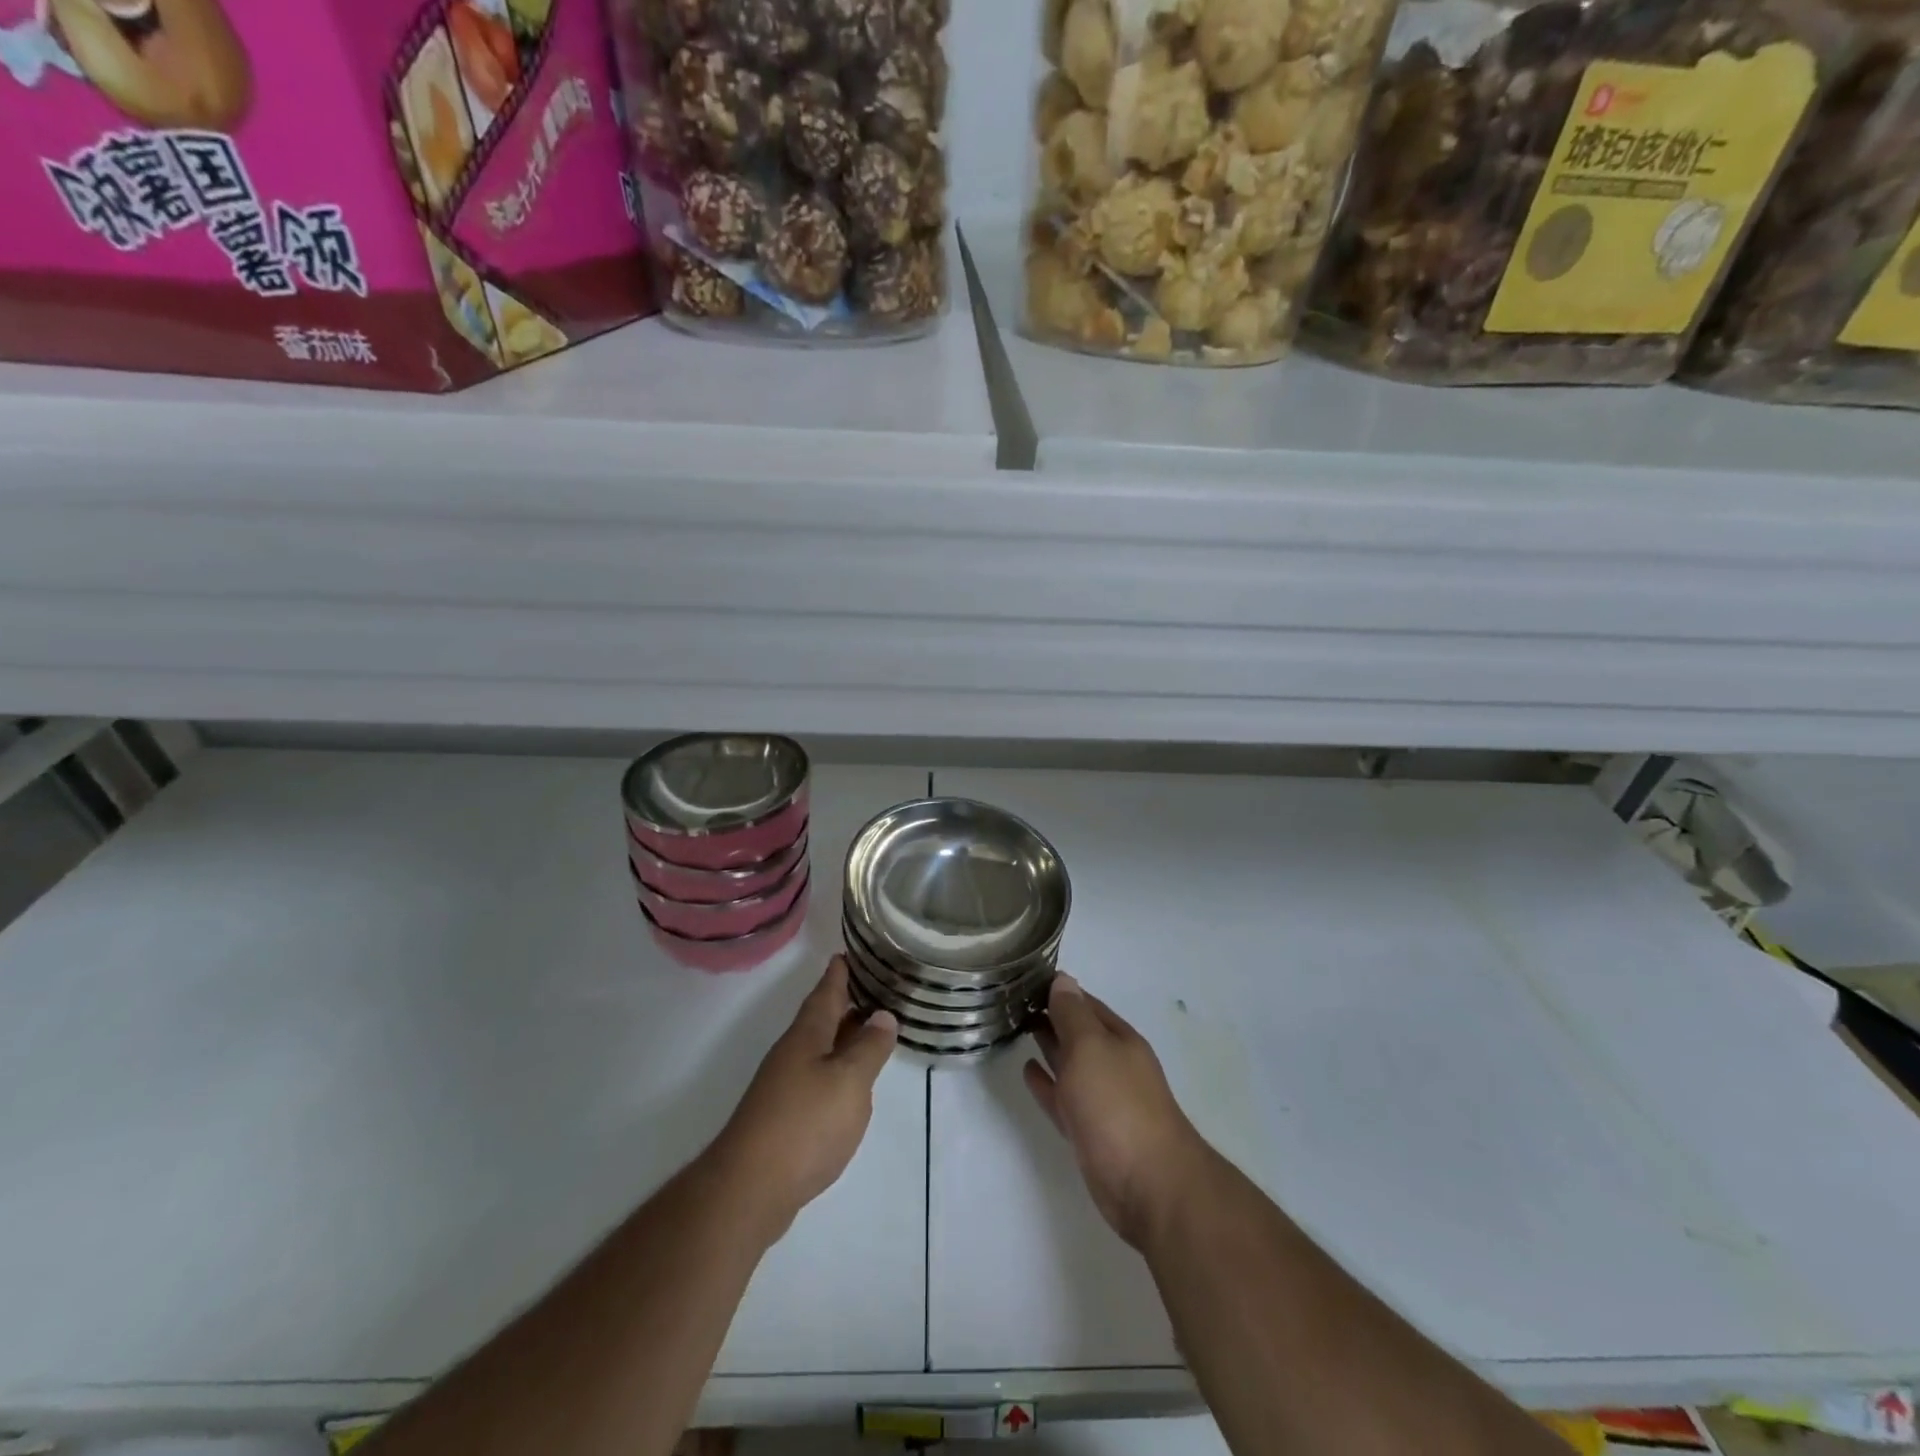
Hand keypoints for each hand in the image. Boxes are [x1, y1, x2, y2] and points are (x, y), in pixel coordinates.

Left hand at [712, 956, 896, 1242]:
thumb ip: (869, 1048)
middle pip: (821, 1018)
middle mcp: (793, 1053)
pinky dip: (836, 1068)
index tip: (848, 952)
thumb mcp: (849, 1081)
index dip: (838, 972)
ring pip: (819, 1048)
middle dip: (844, 1001)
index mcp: (807, 1035)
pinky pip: (816, 1076)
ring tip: (869, 1029)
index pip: (826, 992)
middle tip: (873, 985)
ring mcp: (785, 1085)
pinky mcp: (785, 1116)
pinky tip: (849, 1082)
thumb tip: (883, 1015)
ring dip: (842, 1035)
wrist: (750, 1189)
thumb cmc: (804, 1124)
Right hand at [1024, 974, 1206, 1249]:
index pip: (1084, 1003)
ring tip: (1018, 1027)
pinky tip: (1028, 1071)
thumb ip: (1072, 1015)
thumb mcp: (1091, 1048)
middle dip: (1051, 1015)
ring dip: (1048, 1045)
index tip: (1025, 978)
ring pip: (1069, 1063)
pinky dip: (1046, 1083)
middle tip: (1013, 1000)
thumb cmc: (1118, 1106)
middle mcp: (1112, 1064)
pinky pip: (1062, 1097)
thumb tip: (1063, 980)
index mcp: (1118, 1039)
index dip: (1058, 990)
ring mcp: (1102, 1099)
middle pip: (1078, 1032)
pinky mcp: (1089, 1131)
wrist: (1149, 1185)